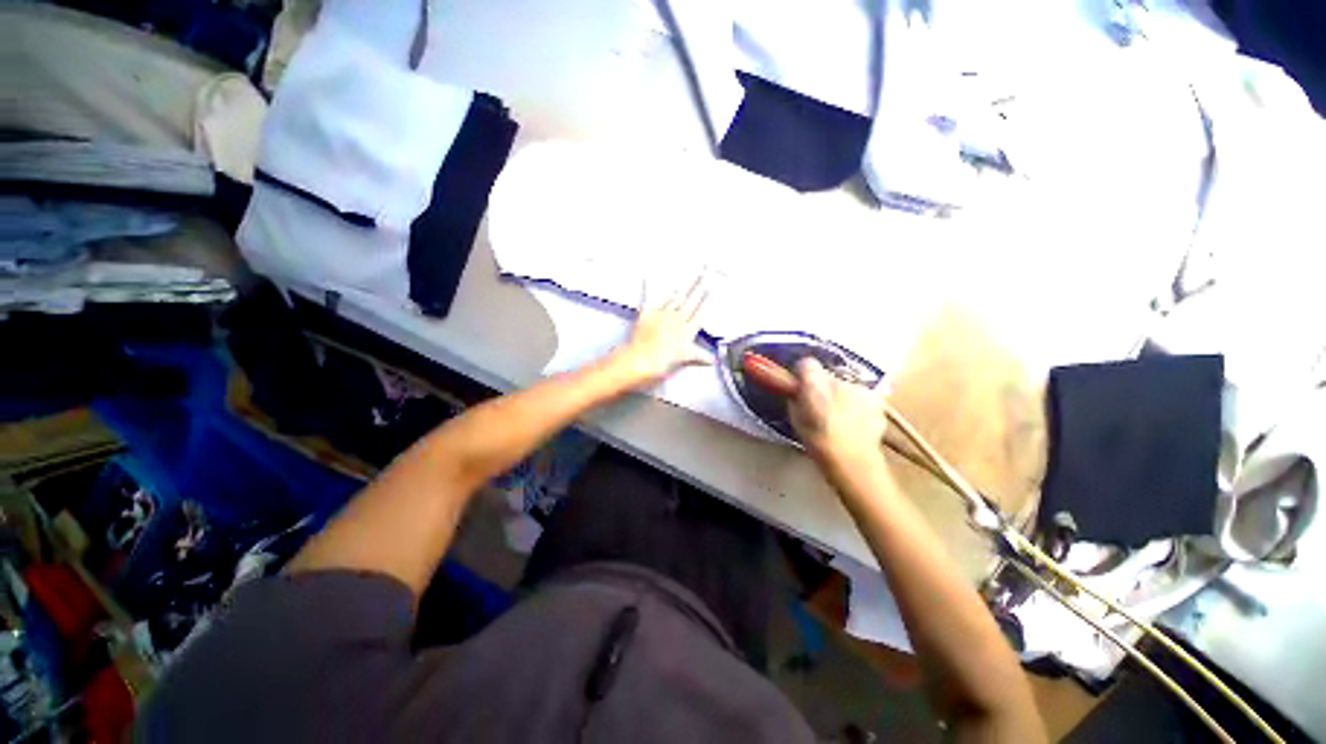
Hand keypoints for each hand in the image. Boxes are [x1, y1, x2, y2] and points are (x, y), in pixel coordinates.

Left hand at [612, 276, 710, 387]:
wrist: (642, 359)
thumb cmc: (664, 361)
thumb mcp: (686, 359)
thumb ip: (700, 356)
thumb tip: (711, 360)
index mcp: (687, 330)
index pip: (700, 312)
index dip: (706, 300)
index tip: (711, 289)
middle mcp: (677, 319)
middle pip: (690, 300)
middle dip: (698, 286)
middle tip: (705, 273)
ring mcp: (662, 314)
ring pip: (674, 298)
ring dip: (682, 288)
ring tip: (688, 279)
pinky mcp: (647, 313)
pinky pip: (649, 297)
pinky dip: (649, 287)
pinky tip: (648, 277)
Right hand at [790, 358, 888, 469]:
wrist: (853, 461)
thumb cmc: (818, 442)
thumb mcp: (796, 419)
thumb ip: (796, 399)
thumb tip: (797, 392)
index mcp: (815, 384)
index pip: (806, 363)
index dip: (803, 374)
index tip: (801, 386)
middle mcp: (839, 380)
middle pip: (828, 375)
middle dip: (823, 387)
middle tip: (820, 407)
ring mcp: (861, 389)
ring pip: (846, 386)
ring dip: (842, 396)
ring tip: (840, 418)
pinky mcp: (877, 400)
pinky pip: (862, 397)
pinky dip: (858, 405)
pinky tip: (855, 423)